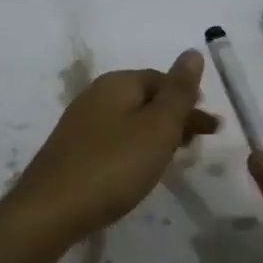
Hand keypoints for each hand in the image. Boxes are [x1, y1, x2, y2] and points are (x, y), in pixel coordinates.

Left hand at [10, 50, 218, 240]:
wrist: (51, 210)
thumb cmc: (113, 165)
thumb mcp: (157, 127)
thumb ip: (178, 91)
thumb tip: (193, 52)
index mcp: (117, 84)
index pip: (161, 80)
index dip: (189, 99)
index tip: (211, 127)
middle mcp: (95, 96)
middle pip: (145, 100)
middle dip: (176, 118)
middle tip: (200, 143)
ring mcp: (81, 125)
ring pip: (130, 122)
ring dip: (157, 135)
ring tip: (176, 157)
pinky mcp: (73, 153)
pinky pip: (114, 141)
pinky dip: (136, 149)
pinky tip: (140, 170)